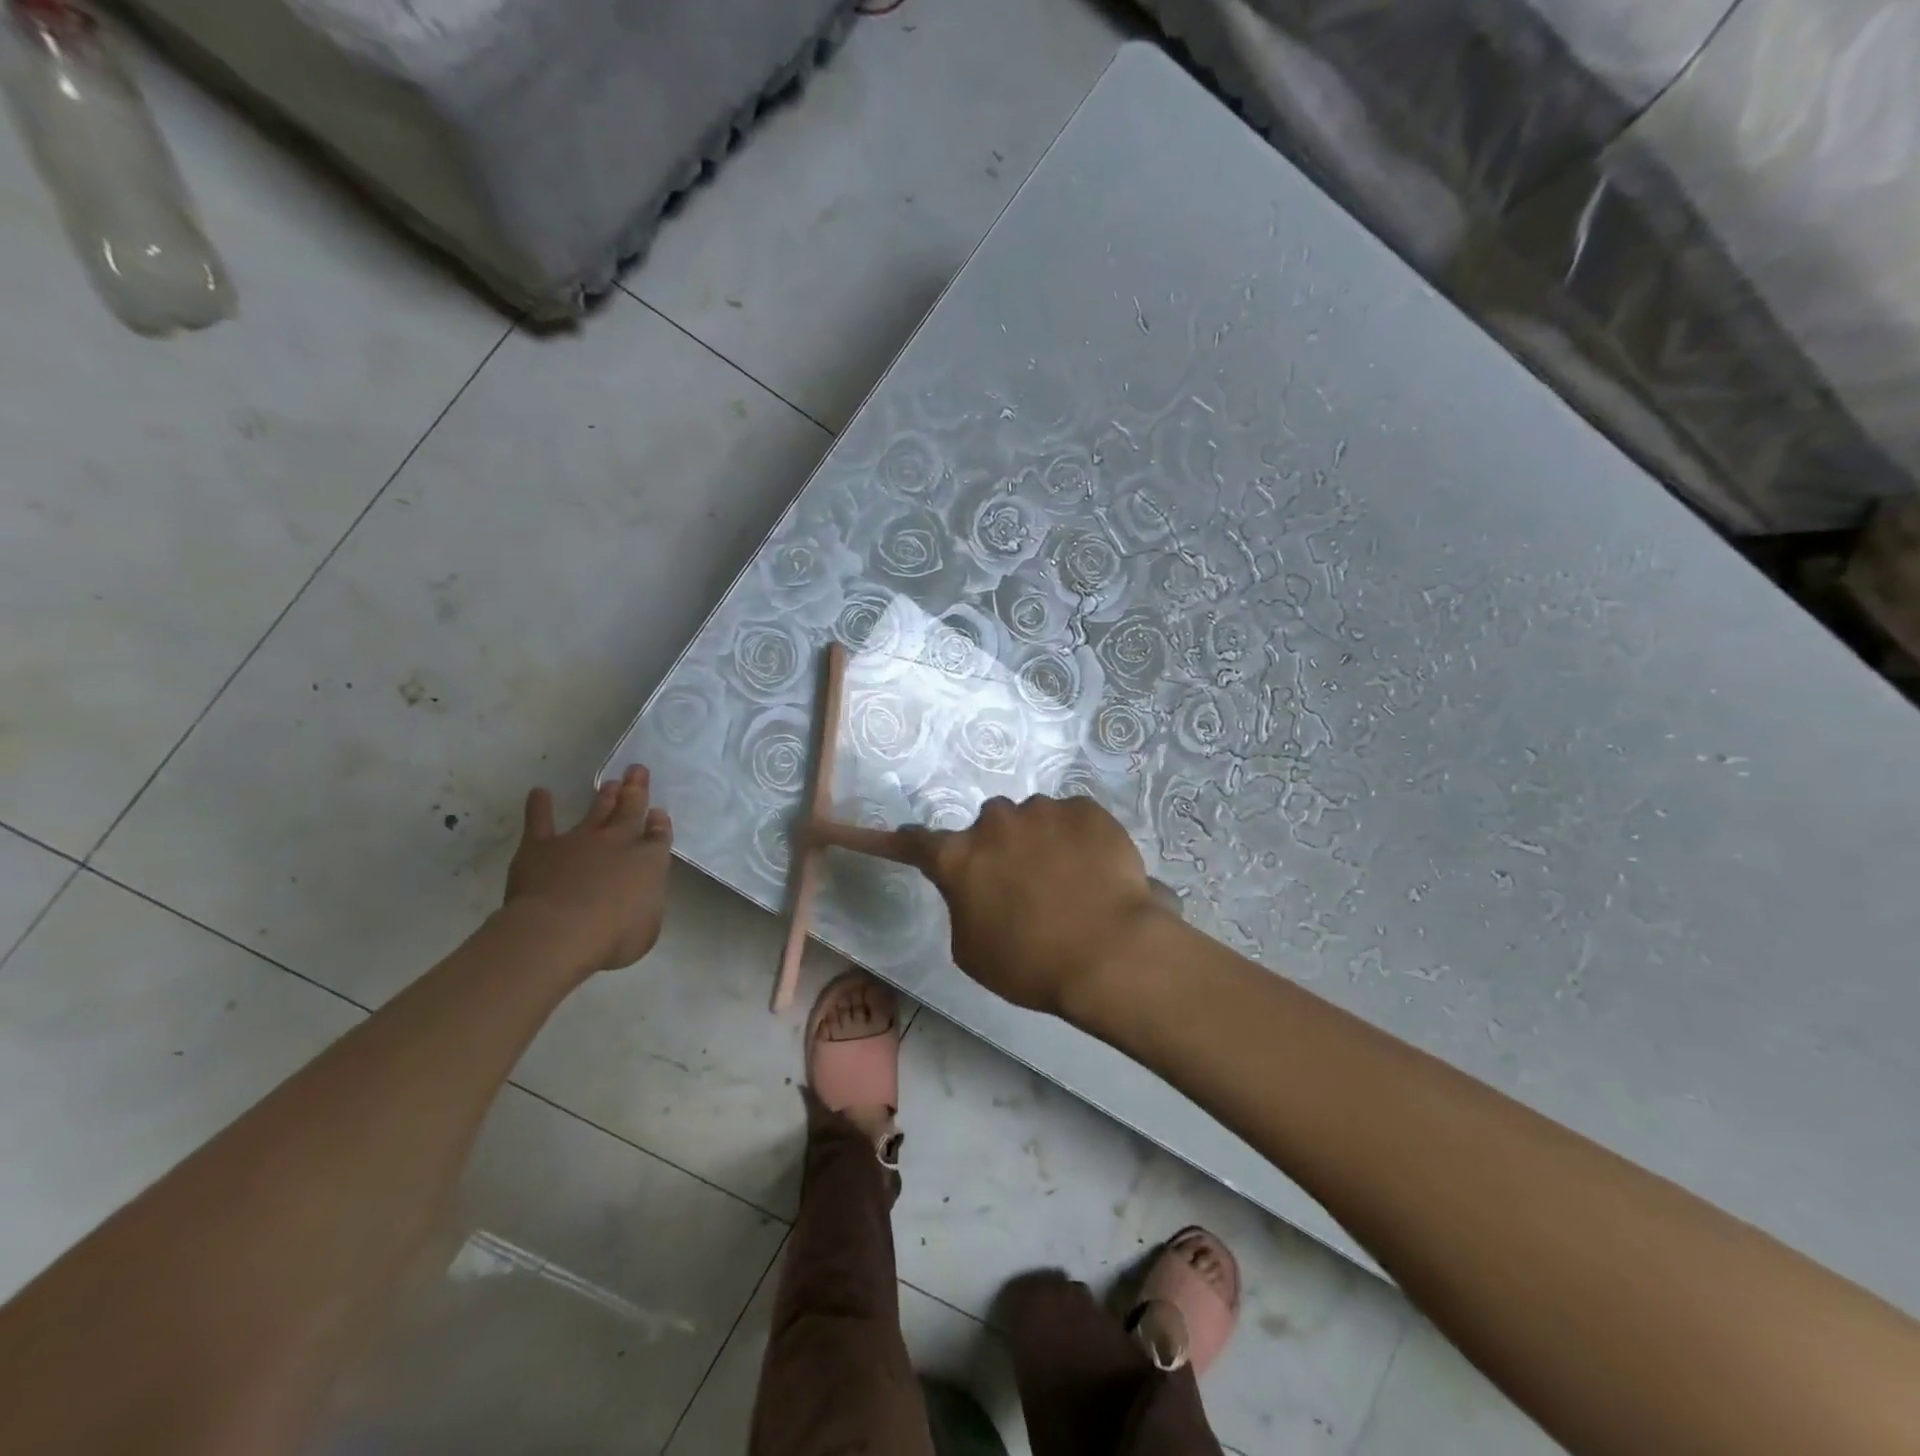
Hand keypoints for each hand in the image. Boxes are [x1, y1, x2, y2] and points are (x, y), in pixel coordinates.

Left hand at [504, 764, 672, 973]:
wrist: (559, 931)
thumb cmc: (613, 937)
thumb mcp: (647, 928)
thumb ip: (646, 905)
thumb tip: (639, 895)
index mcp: (649, 861)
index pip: (658, 836)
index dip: (659, 824)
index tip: (659, 812)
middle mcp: (618, 842)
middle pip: (630, 810)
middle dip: (636, 790)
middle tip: (637, 770)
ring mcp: (579, 841)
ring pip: (596, 811)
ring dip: (604, 796)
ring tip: (611, 782)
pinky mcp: (541, 847)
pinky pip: (540, 821)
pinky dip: (540, 807)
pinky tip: (539, 792)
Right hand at [897, 795, 1168, 1017]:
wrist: (1111, 953)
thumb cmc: (1032, 964)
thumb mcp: (974, 951)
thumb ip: (963, 907)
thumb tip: (975, 890)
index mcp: (959, 858)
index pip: (915, 842)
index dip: (901, 840)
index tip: (892, 834)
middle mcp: (994, 822)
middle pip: (987, 827)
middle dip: (999, 847)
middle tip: (1025, 884)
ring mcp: (1042, 810)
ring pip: (1033, 820)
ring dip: (1041, 841)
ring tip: (1070, 882)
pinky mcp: (1085, 809)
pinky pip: (1072, 818)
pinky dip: (1078, 838)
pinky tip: (1095, 871)